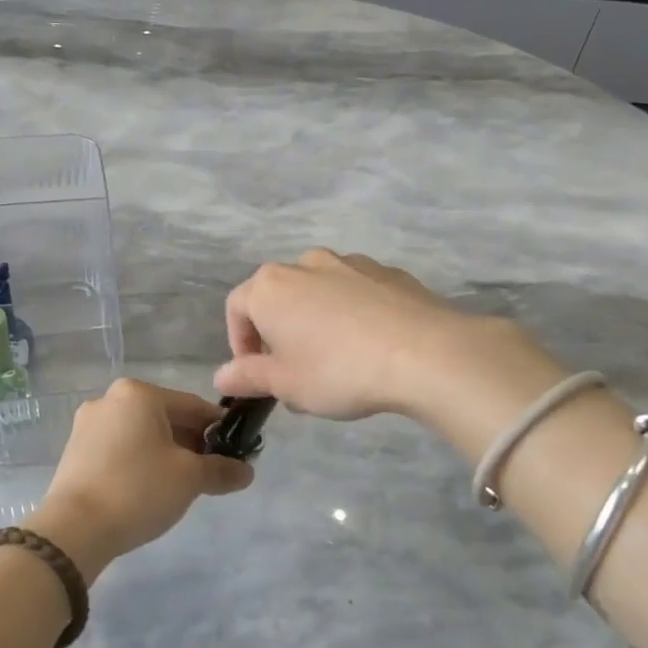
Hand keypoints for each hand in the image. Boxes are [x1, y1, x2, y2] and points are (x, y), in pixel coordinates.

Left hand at [31, 379, 253, 579]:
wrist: (74, 529)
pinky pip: (119, 449)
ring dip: (166, 454)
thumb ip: (221, 470)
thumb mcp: (190, 478)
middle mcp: (110, 399)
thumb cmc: (138, 489)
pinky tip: (149, 489)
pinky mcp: (75, 451)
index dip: (219, 430)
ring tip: (182, 485)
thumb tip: (246, 472)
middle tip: (211, 473)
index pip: (193, 406)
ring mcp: (88, 425)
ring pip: (142, 434)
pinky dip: (140, 462)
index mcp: (139, 393)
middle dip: (191, 443)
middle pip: (165, 418)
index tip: (237, 453)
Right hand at [213, 250, 559, 423]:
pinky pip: (355, 292)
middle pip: (278, 297)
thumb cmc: (339, 370)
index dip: (239, 343)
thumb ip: (248, 377)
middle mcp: (304, 264)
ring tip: (334, 361)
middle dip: (278, 333)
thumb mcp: (285, 384)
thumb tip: (222, 376)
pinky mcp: (387, 272)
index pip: (237, 308)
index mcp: (270, 287)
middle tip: (294, 373)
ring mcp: (350, 262)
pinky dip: (351, 314)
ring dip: (315, 321)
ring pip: (317, 292)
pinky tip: (369, 346)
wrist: (426, 353)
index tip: (257, 375)